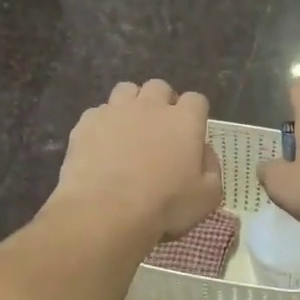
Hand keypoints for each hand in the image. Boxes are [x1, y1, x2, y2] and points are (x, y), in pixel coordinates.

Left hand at [50, 81, 222, 241]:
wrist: (107, 211)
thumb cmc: (164, 205)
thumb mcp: (207, 196)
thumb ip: (211, 167)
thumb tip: (203, 151)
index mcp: (184, 120)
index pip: (196, 100)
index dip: (194, 114)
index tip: (191, 133)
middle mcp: (151, 106)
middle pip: (159, 88)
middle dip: (161, 103)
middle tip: (159, 130)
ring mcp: (116, 110)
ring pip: (126, 90)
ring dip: (131, 105)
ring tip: (128, 130)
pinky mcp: (87, 122)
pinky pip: (98, 113)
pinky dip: (103, 124)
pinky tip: (101, 146)